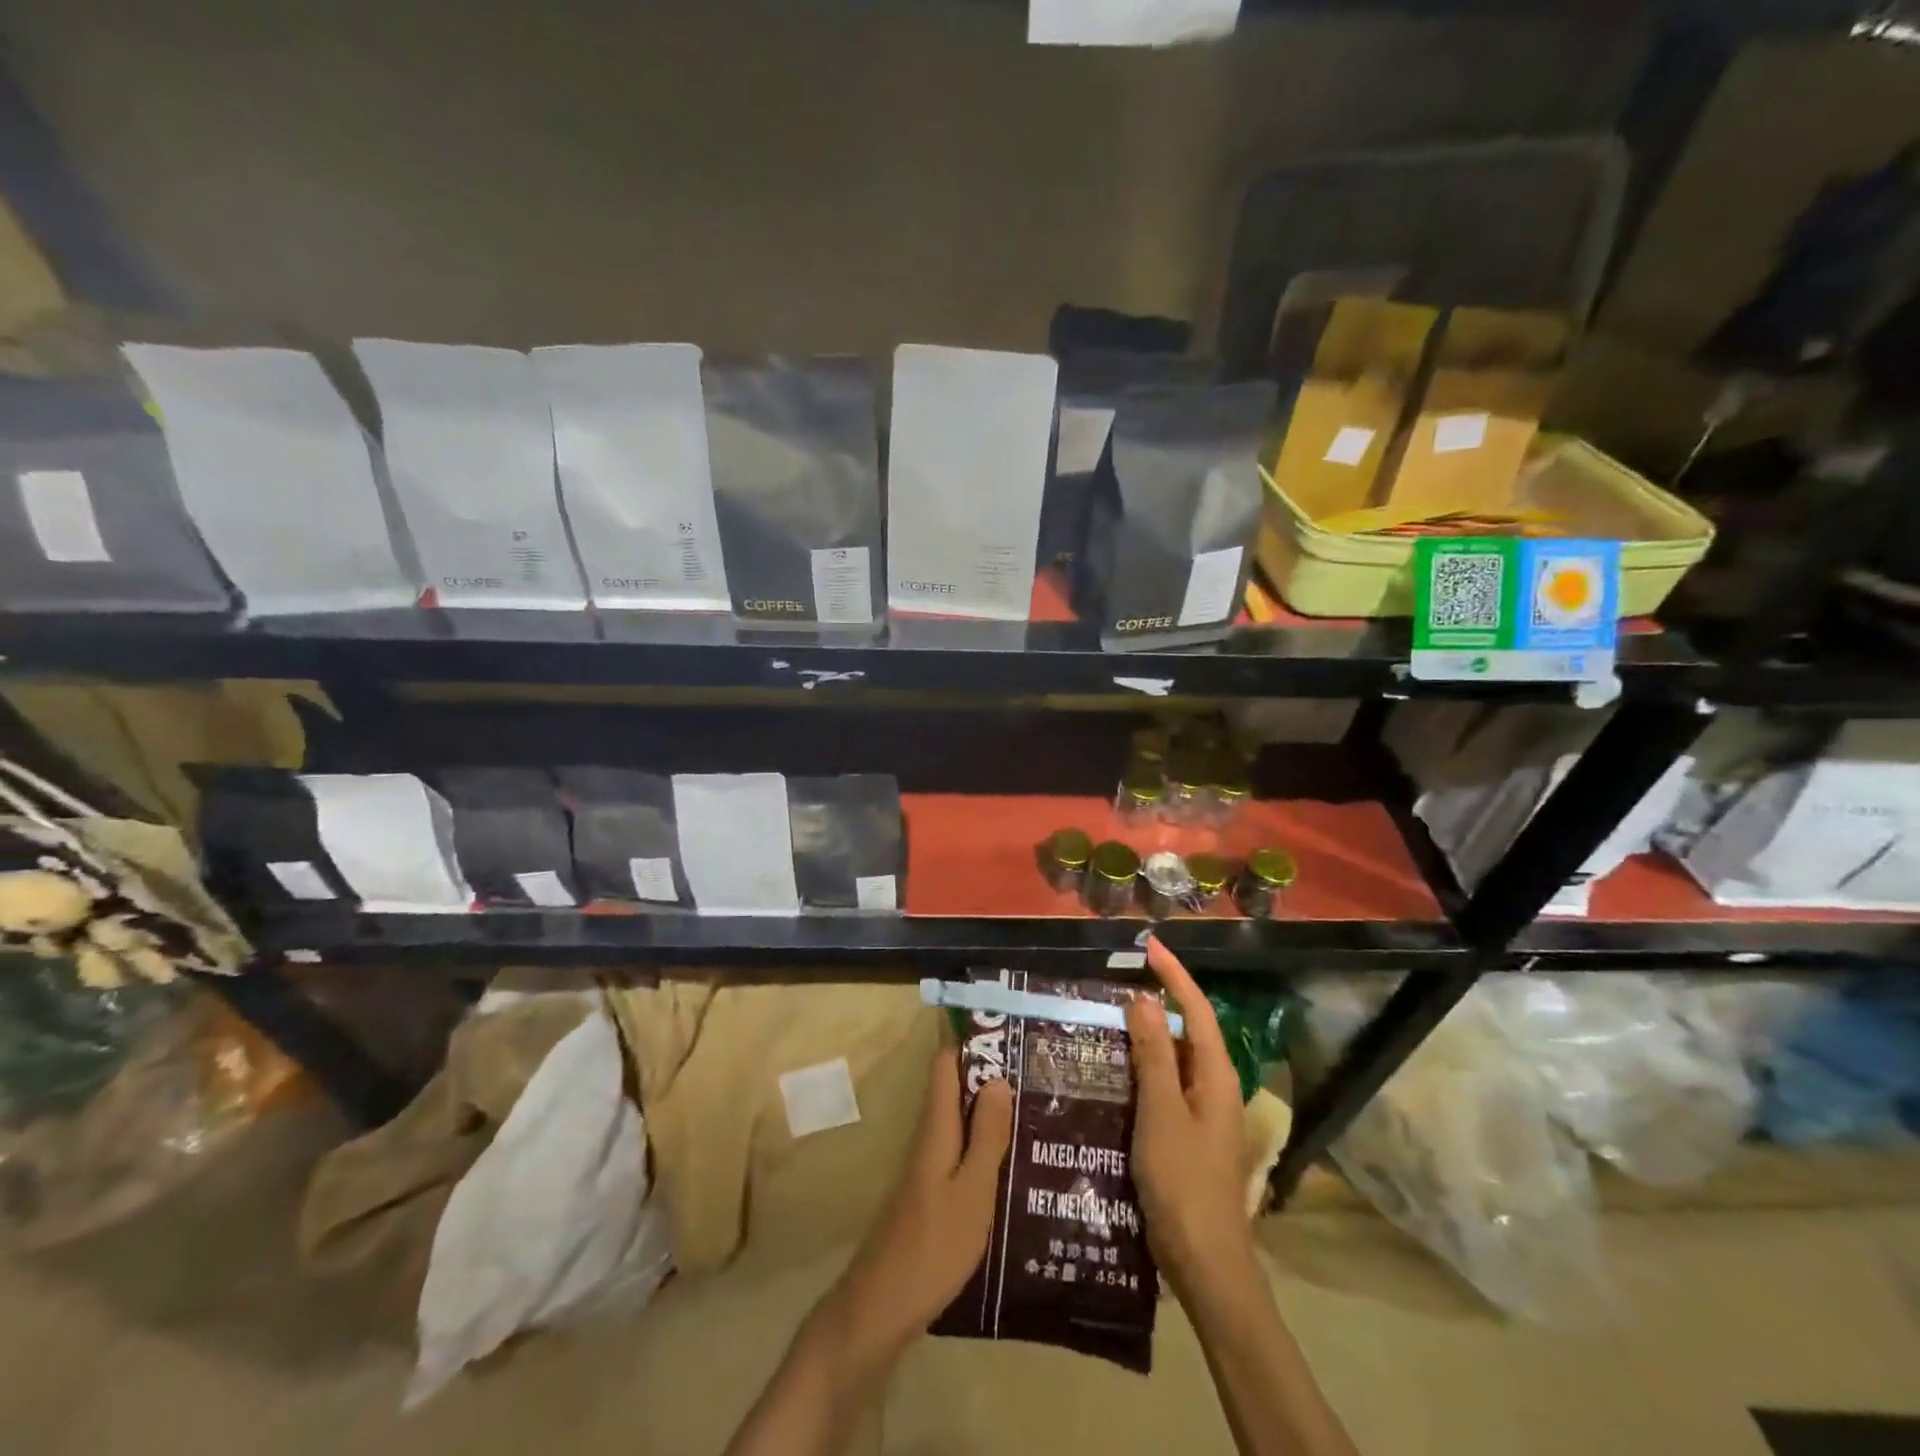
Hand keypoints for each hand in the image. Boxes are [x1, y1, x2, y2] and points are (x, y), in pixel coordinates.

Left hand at [831, 1046, 1014, 1356]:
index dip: (972, 1043)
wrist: (883, 1307)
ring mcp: (928, 1166)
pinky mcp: (932, 1192)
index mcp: (936, 1127)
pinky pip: (960, 1149)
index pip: (945, 1063)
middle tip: (1038, 1074)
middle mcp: (929, 1137)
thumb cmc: (934, 1245)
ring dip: (990, 1111)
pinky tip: (1013, 1162)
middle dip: (991, 1077)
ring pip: (960, 1120)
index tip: (1010, 1036)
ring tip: (1036, 1110)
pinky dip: (984, 1144)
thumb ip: (986, 1136)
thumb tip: (998, 1077)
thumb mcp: (973, 1190)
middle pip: (955, 1089)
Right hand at [1126, 936, 1256, 1300]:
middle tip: (1120, 978)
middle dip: (1160, 1000)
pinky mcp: (1188, 1133)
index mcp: (1216, 1077)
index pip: (1197, 1010)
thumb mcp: (1162, 1113)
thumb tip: (1145, 1000)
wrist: (1205, 1263)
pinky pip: (1166, 1084)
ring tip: (1111, 1014)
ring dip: (1148, 1034)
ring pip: (1175, 1058)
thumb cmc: (1184, 1182)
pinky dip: (1144, 1066)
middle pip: (1189, 1030)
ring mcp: (1203, 1113)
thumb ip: (1154, 1056)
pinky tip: (1116, 1068)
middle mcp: (1214, 1087)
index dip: (1175, 976)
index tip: (1150, 945)